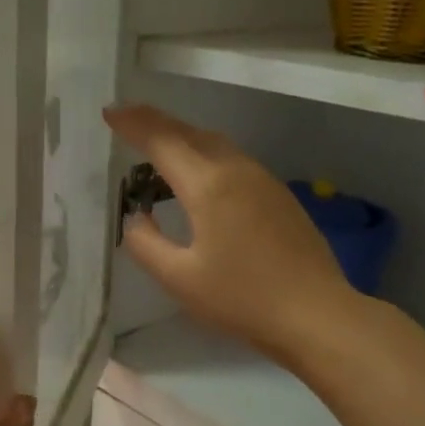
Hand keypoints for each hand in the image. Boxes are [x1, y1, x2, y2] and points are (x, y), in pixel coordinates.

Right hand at [105, 103, 357, 363]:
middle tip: (128, 119)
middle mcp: (237, 170)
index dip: (133, 124)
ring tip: (159, 146)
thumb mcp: (180, 279)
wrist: (315, 314)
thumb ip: (146, 245)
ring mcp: (263, 180)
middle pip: (191, 133)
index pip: (162, 141)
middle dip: (157, 122)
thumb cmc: (241, 299)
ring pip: (216, 144)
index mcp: (208, 186)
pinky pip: (233, 160)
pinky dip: (206, 155)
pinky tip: (199, 176)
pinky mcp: (279, 196)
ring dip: (184, 137)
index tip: (110, 112)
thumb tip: (136, 219)